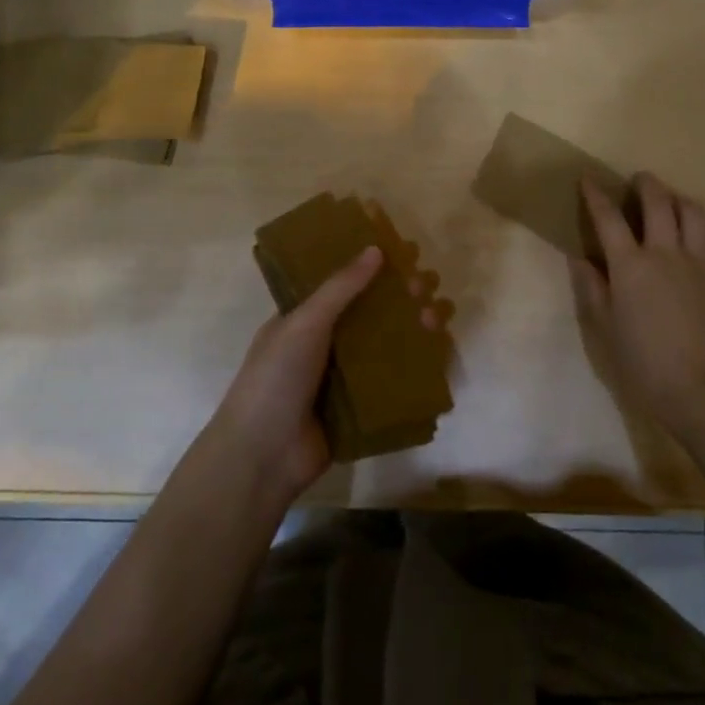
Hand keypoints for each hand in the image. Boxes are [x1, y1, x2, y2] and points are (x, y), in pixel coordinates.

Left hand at [207, 247, 440, 503]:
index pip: (345, 282)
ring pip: (389, 344)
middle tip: (427, 284)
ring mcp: (346, 377)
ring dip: (415, 327)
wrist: (263, 456)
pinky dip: (418, 367)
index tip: (405, 251)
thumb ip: (341, 287)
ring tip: (438, 316)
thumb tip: (376, 249)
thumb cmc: (276, 378)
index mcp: (307, 317)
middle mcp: (328, 343)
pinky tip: (440, 354)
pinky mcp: (363, 408)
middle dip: (403, 295)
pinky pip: (395, 381)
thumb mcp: (304, 323)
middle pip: (373, 312)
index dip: (374, 266)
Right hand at [576, 173, 704, 440]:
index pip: (609, 218)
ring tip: (671, 201)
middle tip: (639, 180)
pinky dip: (703, 229)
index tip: (588, 178)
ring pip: (693, 213)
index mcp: (630, 265)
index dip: (596, 195)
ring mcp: (700, 262)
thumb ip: (592, 289)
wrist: (702, 389)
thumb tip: (580, 258)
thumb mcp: (605, 329)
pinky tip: (698, 236)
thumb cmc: (643, 363)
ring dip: (678, 199)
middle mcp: (665, 253)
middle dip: (646, 184)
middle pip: (658, 202)